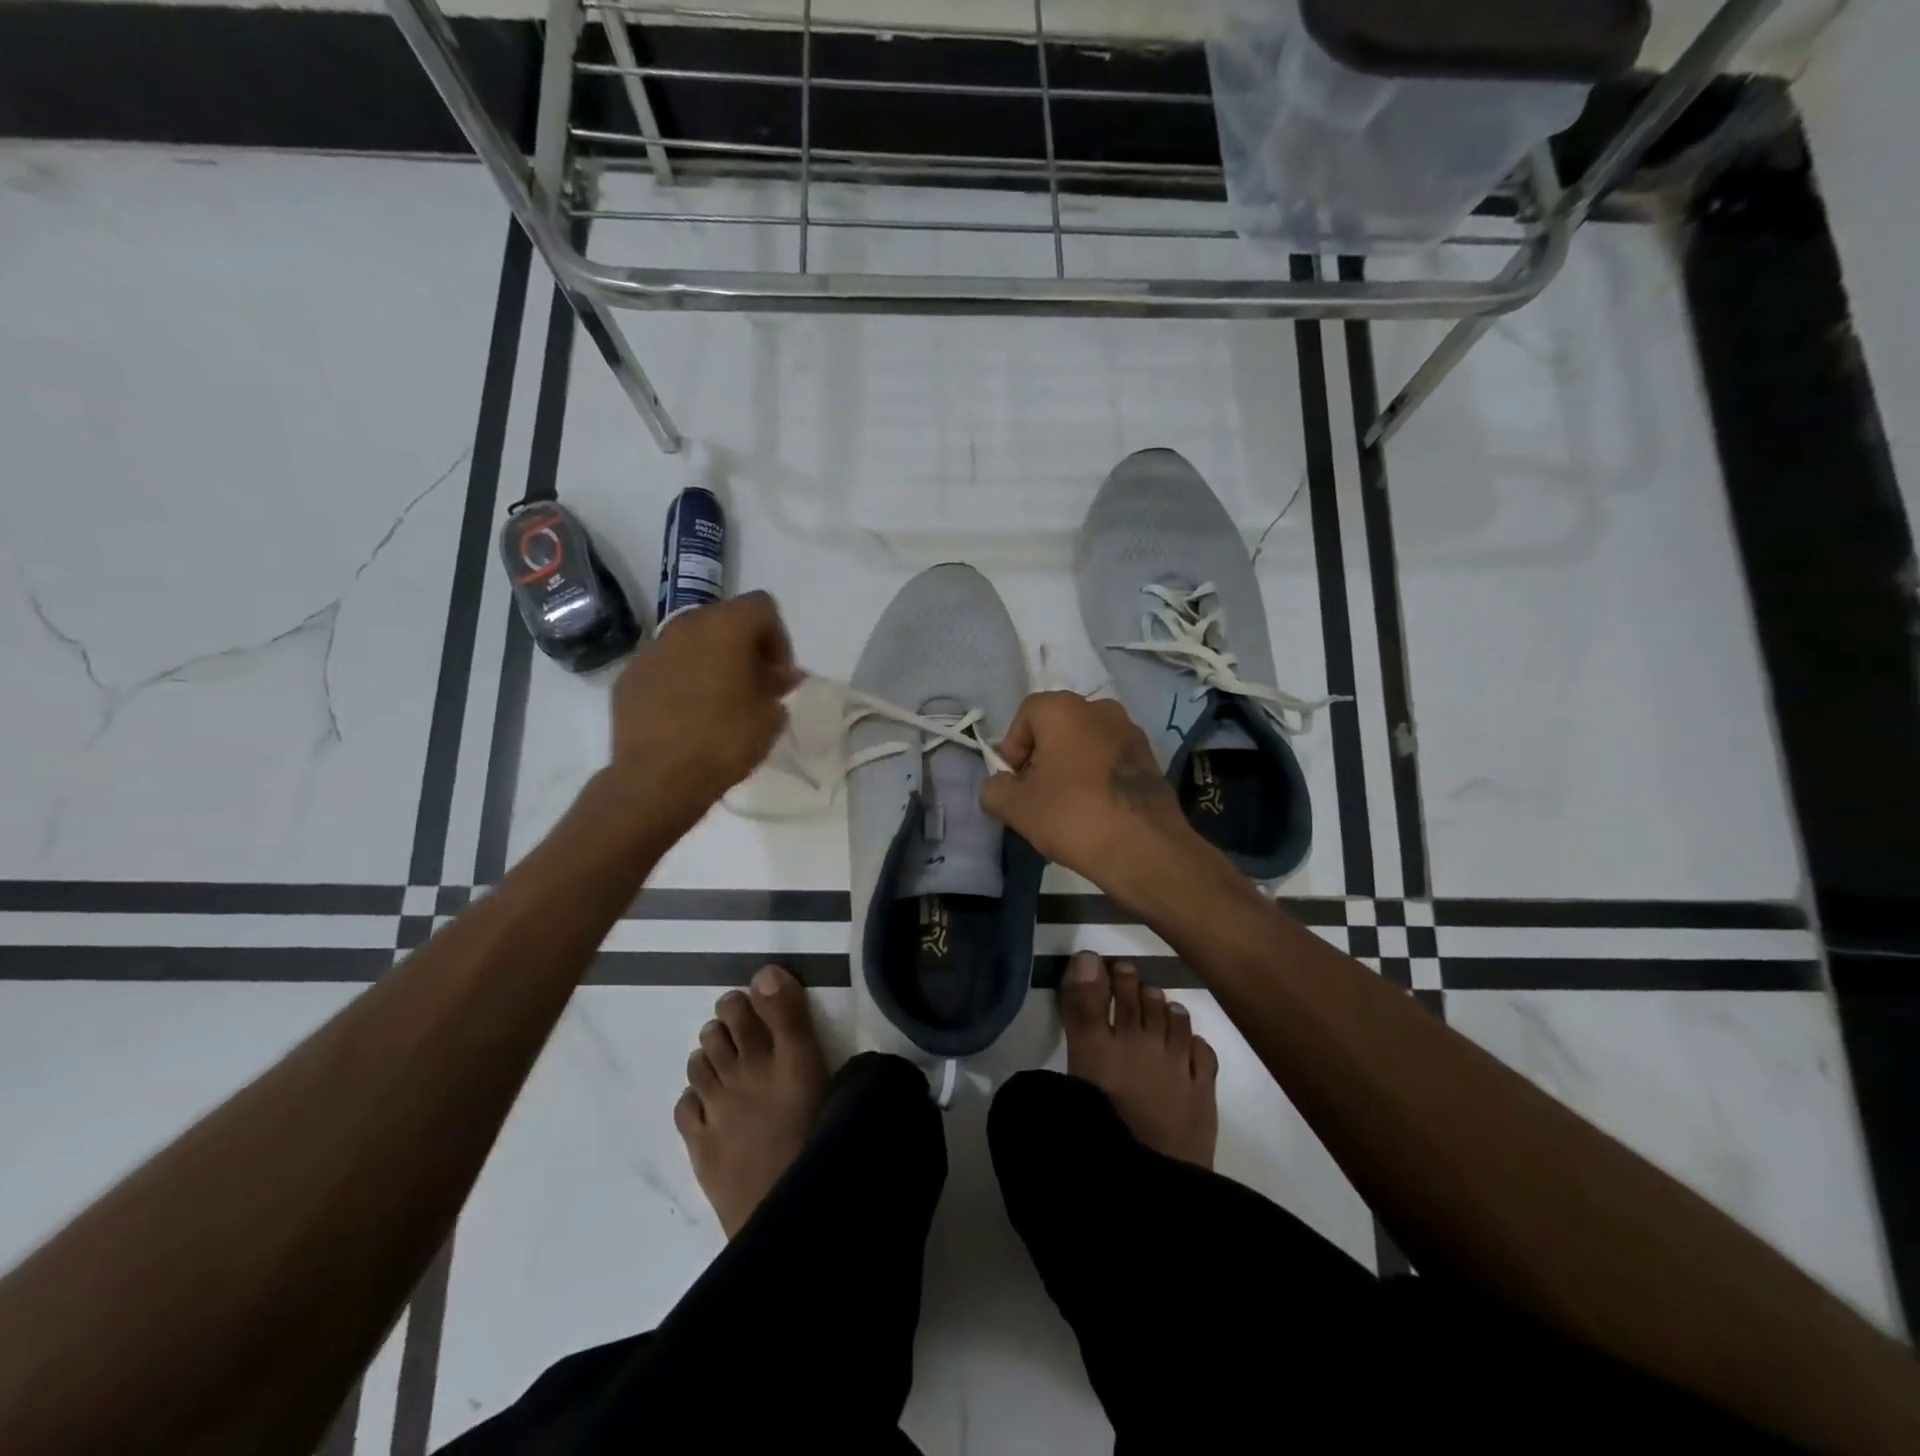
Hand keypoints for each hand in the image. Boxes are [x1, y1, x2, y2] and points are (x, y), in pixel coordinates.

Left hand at [609, 591, 801, 818]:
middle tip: (754, 685)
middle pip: (724, 619)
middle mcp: (685, 626)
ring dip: (711, 660)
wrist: (657, 778)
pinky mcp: (629, 676)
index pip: (762, 607)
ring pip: (691, 641)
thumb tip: (783, 676)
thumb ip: (778, 686)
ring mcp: (651, 649)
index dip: (778, 638)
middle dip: (744, 647)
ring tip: (720, 700)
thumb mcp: (770, 716)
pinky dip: (681, 679)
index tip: (779, 676)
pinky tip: (687, 714)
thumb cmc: (724, 741)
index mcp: (725, 627)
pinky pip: (665, 665)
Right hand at [979, 691, 1198, 891]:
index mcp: (1065, 710)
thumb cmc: (1073, 817)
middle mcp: (1101, 709)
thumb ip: (994, 789)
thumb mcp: (1016, 808)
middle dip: (1041, 758)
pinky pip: (1110, 760)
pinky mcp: (1150, 759)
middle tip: (1036, 796)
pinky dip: (1096, 777)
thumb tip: (999, 785)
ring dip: (1069, 767)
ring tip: (1065, 807)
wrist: (1145, 849)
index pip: (1025, 715)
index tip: (1014, 783)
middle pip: (1056, 727)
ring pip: (1085, 744)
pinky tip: (1094, 811)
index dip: (1013, 748)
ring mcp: (1131, 732)